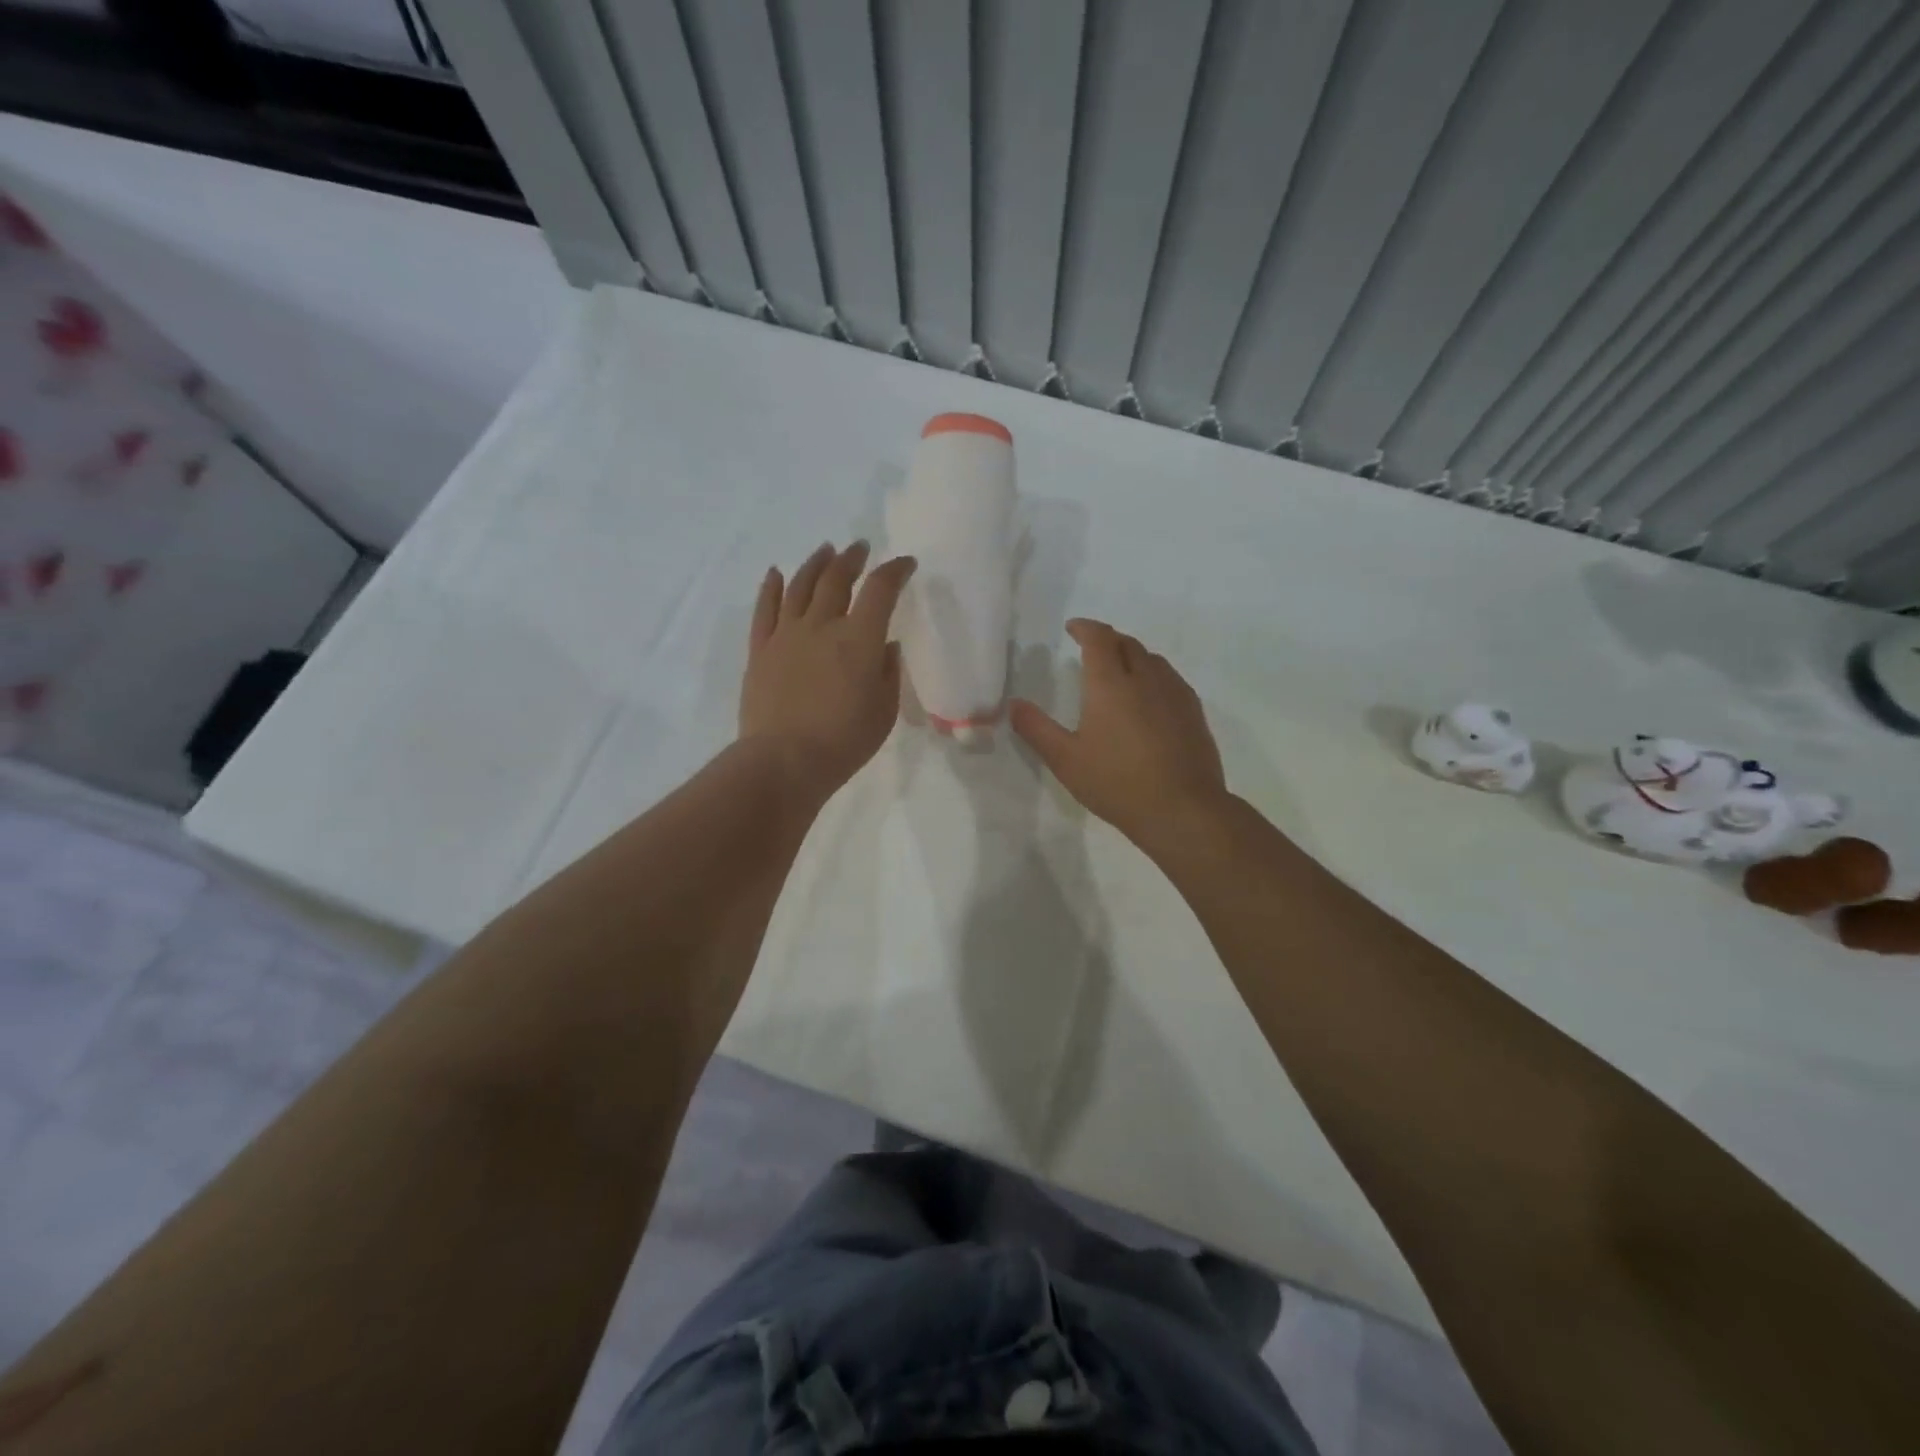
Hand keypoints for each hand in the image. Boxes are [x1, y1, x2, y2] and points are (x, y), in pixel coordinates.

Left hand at [739, 541, 915, 798]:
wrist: (784, 761)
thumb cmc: (844, 741)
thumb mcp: (884, 710)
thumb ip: (888, 671)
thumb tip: (884, 646)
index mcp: (860, 638)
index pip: (881, 589)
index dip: (895, 570)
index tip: (905, 564)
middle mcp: (822, 625)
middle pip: (837, 578)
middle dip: (853, 558)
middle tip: (860, 548)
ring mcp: (786, 634)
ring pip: (801, 585)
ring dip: (816, 563)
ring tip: (825, 550)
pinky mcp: (760, 649)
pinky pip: (765, 609)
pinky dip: (772, 587)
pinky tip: (776, 573)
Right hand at [1010, 619, 1229, 849]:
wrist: (1182, 810)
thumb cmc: (1117, 783)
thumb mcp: (1066, 760)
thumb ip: (1037, 729)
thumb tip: (1014, 704)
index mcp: (1110, 683)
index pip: (1099, 638)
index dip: (1085, 628)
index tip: (1073, 628)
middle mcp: (1145, 678)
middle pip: (1127, 643)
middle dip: (1107, 639)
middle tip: (1092, 649)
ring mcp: (1174, 693)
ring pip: (1152, 659)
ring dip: (1132, 655)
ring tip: (1119, 670)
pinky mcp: (1194, 712)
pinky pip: (1170, 679)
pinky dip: (1153, 675)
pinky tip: (1149, 698)